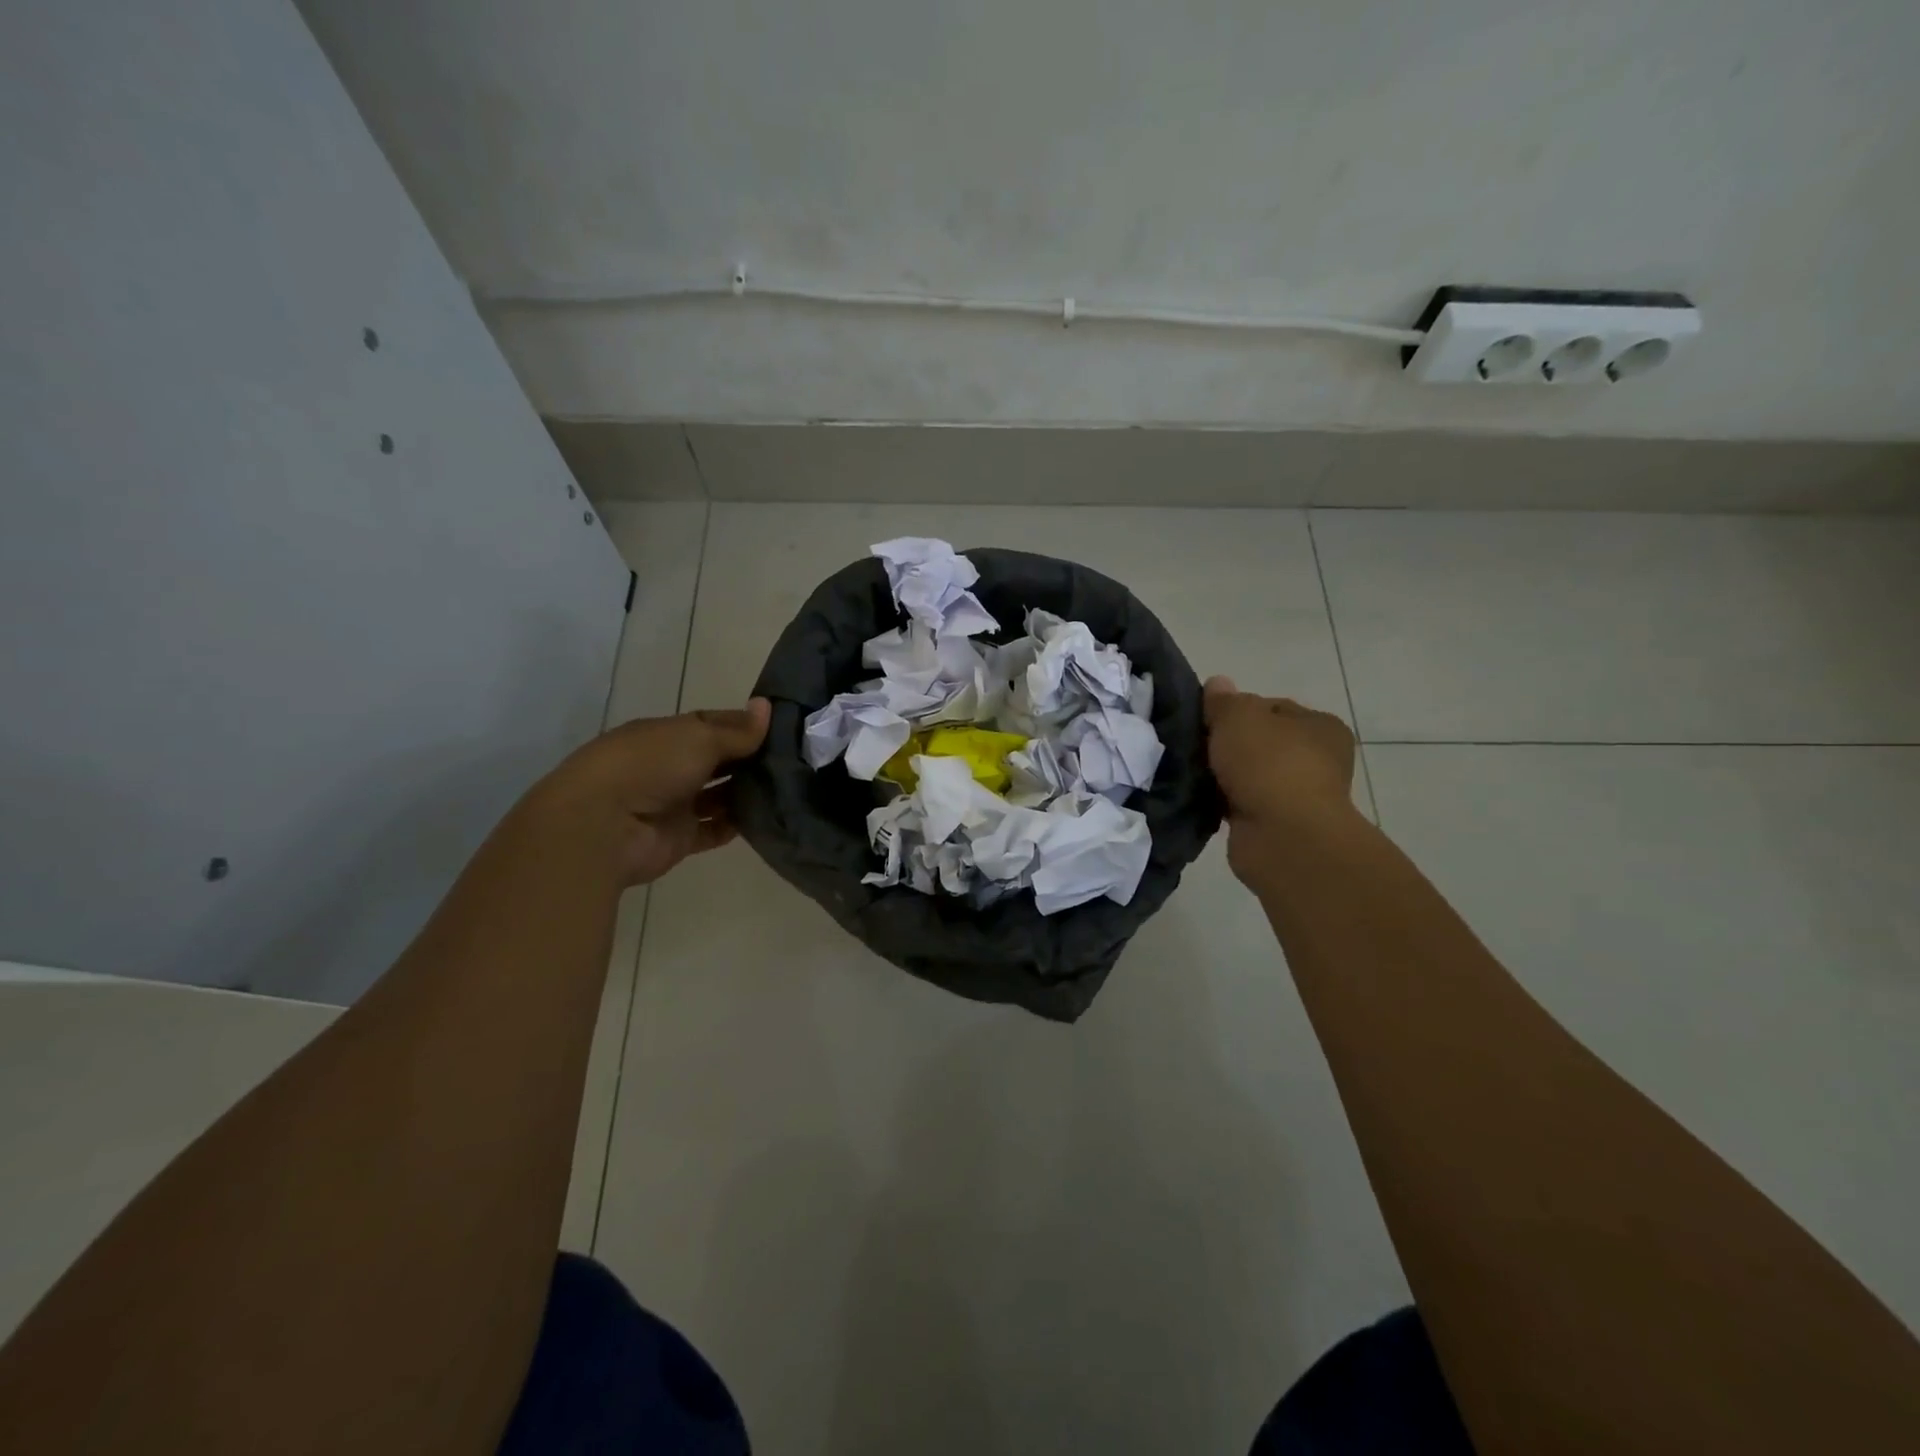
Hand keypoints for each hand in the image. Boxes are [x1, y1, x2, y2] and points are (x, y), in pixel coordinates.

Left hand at [521, 699, 770, 886]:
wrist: (603, 828)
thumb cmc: (649, 767)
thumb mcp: (698, 738)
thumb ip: (737, 730)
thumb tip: (766, 707)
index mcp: (665, 734)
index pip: (711, 724)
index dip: (743, 724)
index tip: (781, 727)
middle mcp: (668, 767)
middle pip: (717, 761)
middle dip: (750, 759)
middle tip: (795, 759)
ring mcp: (673, 804)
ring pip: (719, 796)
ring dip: (747, 792)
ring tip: (790, 787)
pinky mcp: (679, 838)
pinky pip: (715, 829)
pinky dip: (738, 825)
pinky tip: (770, 816)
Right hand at [1203, 676, 1357, 877]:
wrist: (1284, 837)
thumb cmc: (1269, 765)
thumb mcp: (1239, 717)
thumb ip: (1224, 701)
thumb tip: (1217, 684)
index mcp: (1320, 726)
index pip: (1272, 707)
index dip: (1237, 709)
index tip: (1207, 719)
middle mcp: (1317, 760)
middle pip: (1258, 742)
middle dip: (1226, 745)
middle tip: (1193, 745)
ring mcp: (1297, 796)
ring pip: (1247, 775)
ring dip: (1222, 775)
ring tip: (1189, 771)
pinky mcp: (1275, 825)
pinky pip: (1239, 803)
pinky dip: (1221, 801)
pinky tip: (1197, 797)